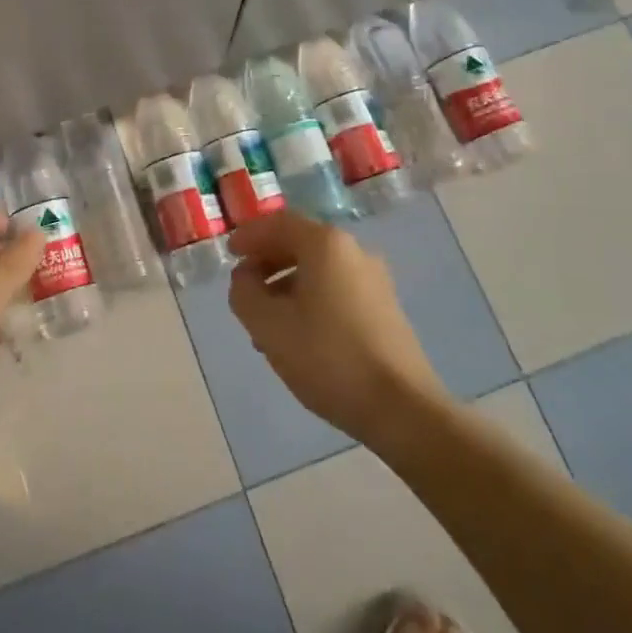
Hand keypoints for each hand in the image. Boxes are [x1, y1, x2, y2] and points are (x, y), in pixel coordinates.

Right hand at [227, 210, 446, 444]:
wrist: (402, 408)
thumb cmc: (328, 357)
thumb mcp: (268, 325)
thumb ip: (244, 293)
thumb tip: (245, 278)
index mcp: (325, 245)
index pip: (279, 223)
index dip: (249, 235)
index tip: (229, 254)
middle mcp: (354, 251)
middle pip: (300, 243)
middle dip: (267, 261)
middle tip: (243, 286)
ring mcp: (374, 280)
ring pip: (318, 270)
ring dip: (286, 285)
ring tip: (265, 321)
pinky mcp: (385, 308)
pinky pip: (337, 289)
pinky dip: (310, 299)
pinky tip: (297, 335)